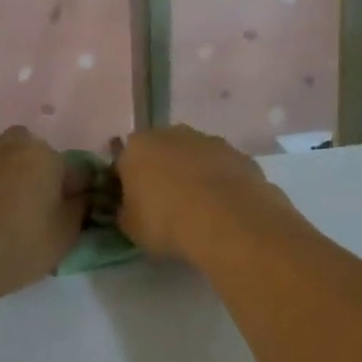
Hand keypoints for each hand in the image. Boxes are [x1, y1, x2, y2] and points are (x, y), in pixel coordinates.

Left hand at [0, 122, 84, 292]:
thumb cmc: (20, 247)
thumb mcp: (65, 236)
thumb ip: (78, 209)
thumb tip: (82, 195)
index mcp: (45, 159)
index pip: (67, 165)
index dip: (67, 184)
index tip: (65, 205)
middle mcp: (9, 147)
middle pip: (22, 138)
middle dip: (24, 156)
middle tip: (23, 188)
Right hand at [114, 125, 293, 261]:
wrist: (227, 220)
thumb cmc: (167, 222)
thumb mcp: (131, 228)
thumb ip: (126, 212)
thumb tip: (129, 208)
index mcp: (138, 146)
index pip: (124, 162)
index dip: (127, 185)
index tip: (134, 207)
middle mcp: (172, 133)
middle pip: (161, 152)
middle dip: (162, 173)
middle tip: (166, 206)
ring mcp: (209, 140)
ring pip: (194, 157)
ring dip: (193, 175)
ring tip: (198, 210)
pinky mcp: (238, 154)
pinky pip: (221, 168)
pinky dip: (220, 183)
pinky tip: (223, 208)